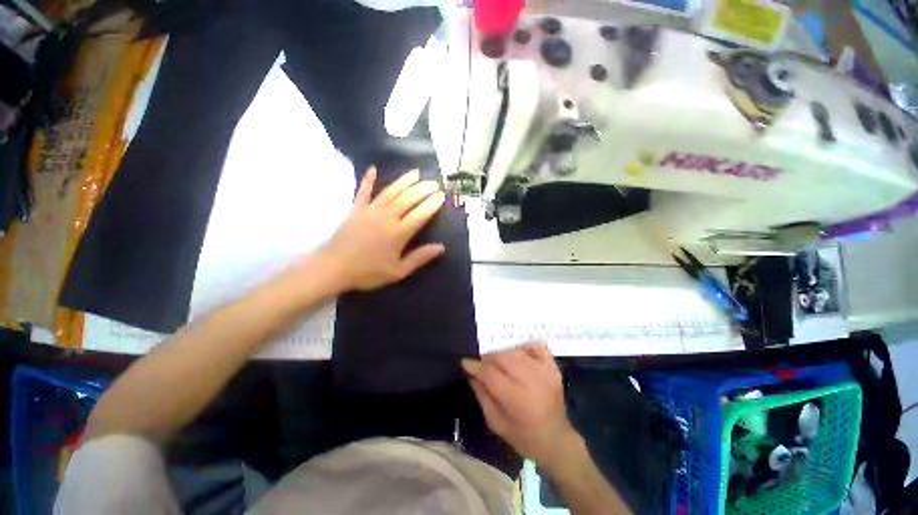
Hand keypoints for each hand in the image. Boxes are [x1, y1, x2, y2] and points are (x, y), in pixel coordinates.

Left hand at [321, 167, 445, 290]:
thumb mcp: (398, 271)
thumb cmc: (368, 272)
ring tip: (416, 172)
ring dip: (404, 181)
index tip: (442, 196)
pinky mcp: (356, 209)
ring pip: (391, 192)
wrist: (334, 268)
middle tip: (434, 182)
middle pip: (408, 199)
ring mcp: (370, 210)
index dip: (432, 204)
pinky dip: (368, 179)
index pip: (420, 214)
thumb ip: (420, 258)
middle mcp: (387, 217)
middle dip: (423, 189)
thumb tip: (441, 247)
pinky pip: (363, 191)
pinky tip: (373, 169)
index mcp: (399, 233)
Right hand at [462, 343, 579, 468]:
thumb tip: (470, 373)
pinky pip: (537, 347)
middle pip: (503, 357)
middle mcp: (533, 382)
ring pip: (516, 350)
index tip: (465, 362)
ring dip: (502, 352)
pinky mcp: (554, 368)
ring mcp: (546, 372)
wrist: (556, 440)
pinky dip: (524, 347)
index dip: (475, 366)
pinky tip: (516, 354)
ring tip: (496, 361)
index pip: (491, 373)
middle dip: (488, 357)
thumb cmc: (523, 437)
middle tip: (481, 363)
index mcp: (517, 400)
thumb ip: (482, 395)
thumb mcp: (496, 423)